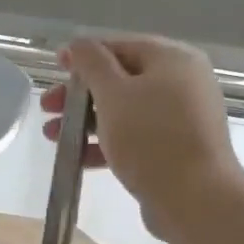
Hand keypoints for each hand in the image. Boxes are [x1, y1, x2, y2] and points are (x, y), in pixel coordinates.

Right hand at [40, 35, 239, 234]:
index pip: (120, 46)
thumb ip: (92, 64)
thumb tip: (80, 44)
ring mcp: (182, 119)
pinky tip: (78, 158)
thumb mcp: (114, 94)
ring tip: (53, 137)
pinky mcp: (176, 150)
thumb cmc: (151, 139)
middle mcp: (182, 83)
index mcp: (173, 59)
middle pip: (121, 80)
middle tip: (48, 108)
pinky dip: (107, 143)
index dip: (83, 55)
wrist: (196, 200)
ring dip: (87, 122)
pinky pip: (136, 137)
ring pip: (125, 111)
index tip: (54, 68)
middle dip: (80, 95)